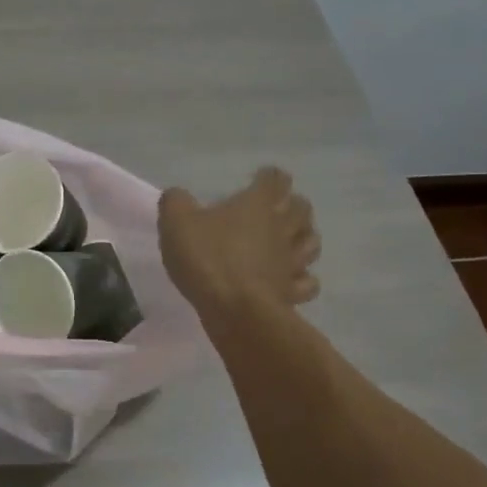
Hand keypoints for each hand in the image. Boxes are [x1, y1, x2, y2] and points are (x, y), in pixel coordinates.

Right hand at [158, 167, 321, 322]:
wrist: (234, 308)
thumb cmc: (207, 258)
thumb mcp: (176, 223)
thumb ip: (176, 203)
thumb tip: (177, 195)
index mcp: (258, 204)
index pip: (275, 179)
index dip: (268, 177)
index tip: (257, 180)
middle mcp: (282, 227)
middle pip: (301, 207)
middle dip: (292, 204)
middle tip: (276, 208)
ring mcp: (292, 261)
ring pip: (311, 241)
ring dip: (304, 237)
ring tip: (291, 240)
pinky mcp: (292, 291)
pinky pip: (307, 282)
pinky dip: (302, 278)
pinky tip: (290, 279)